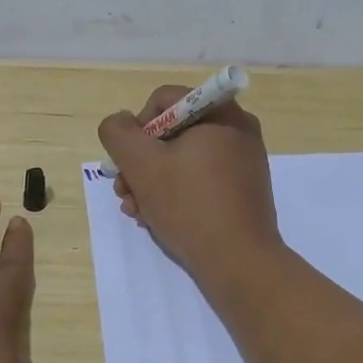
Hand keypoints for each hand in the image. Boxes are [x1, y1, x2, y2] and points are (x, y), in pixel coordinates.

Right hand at [97, 87, 282, 283]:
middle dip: (141, 162)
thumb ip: (118, 133)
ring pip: (183, 159)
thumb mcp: (141, 164)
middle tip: (124, 191)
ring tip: (136, 211)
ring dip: (152, 181)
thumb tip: (120, 122)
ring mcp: (243, 162)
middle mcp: (237, 130)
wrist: (239, 262)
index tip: (128, 161)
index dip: (137, 127)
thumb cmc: (189, 205)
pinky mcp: (243, 190)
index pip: (164, 100)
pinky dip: (176, 193)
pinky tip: (156, 218)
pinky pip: (201, 179)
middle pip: (172, 132)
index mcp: (221, 113)